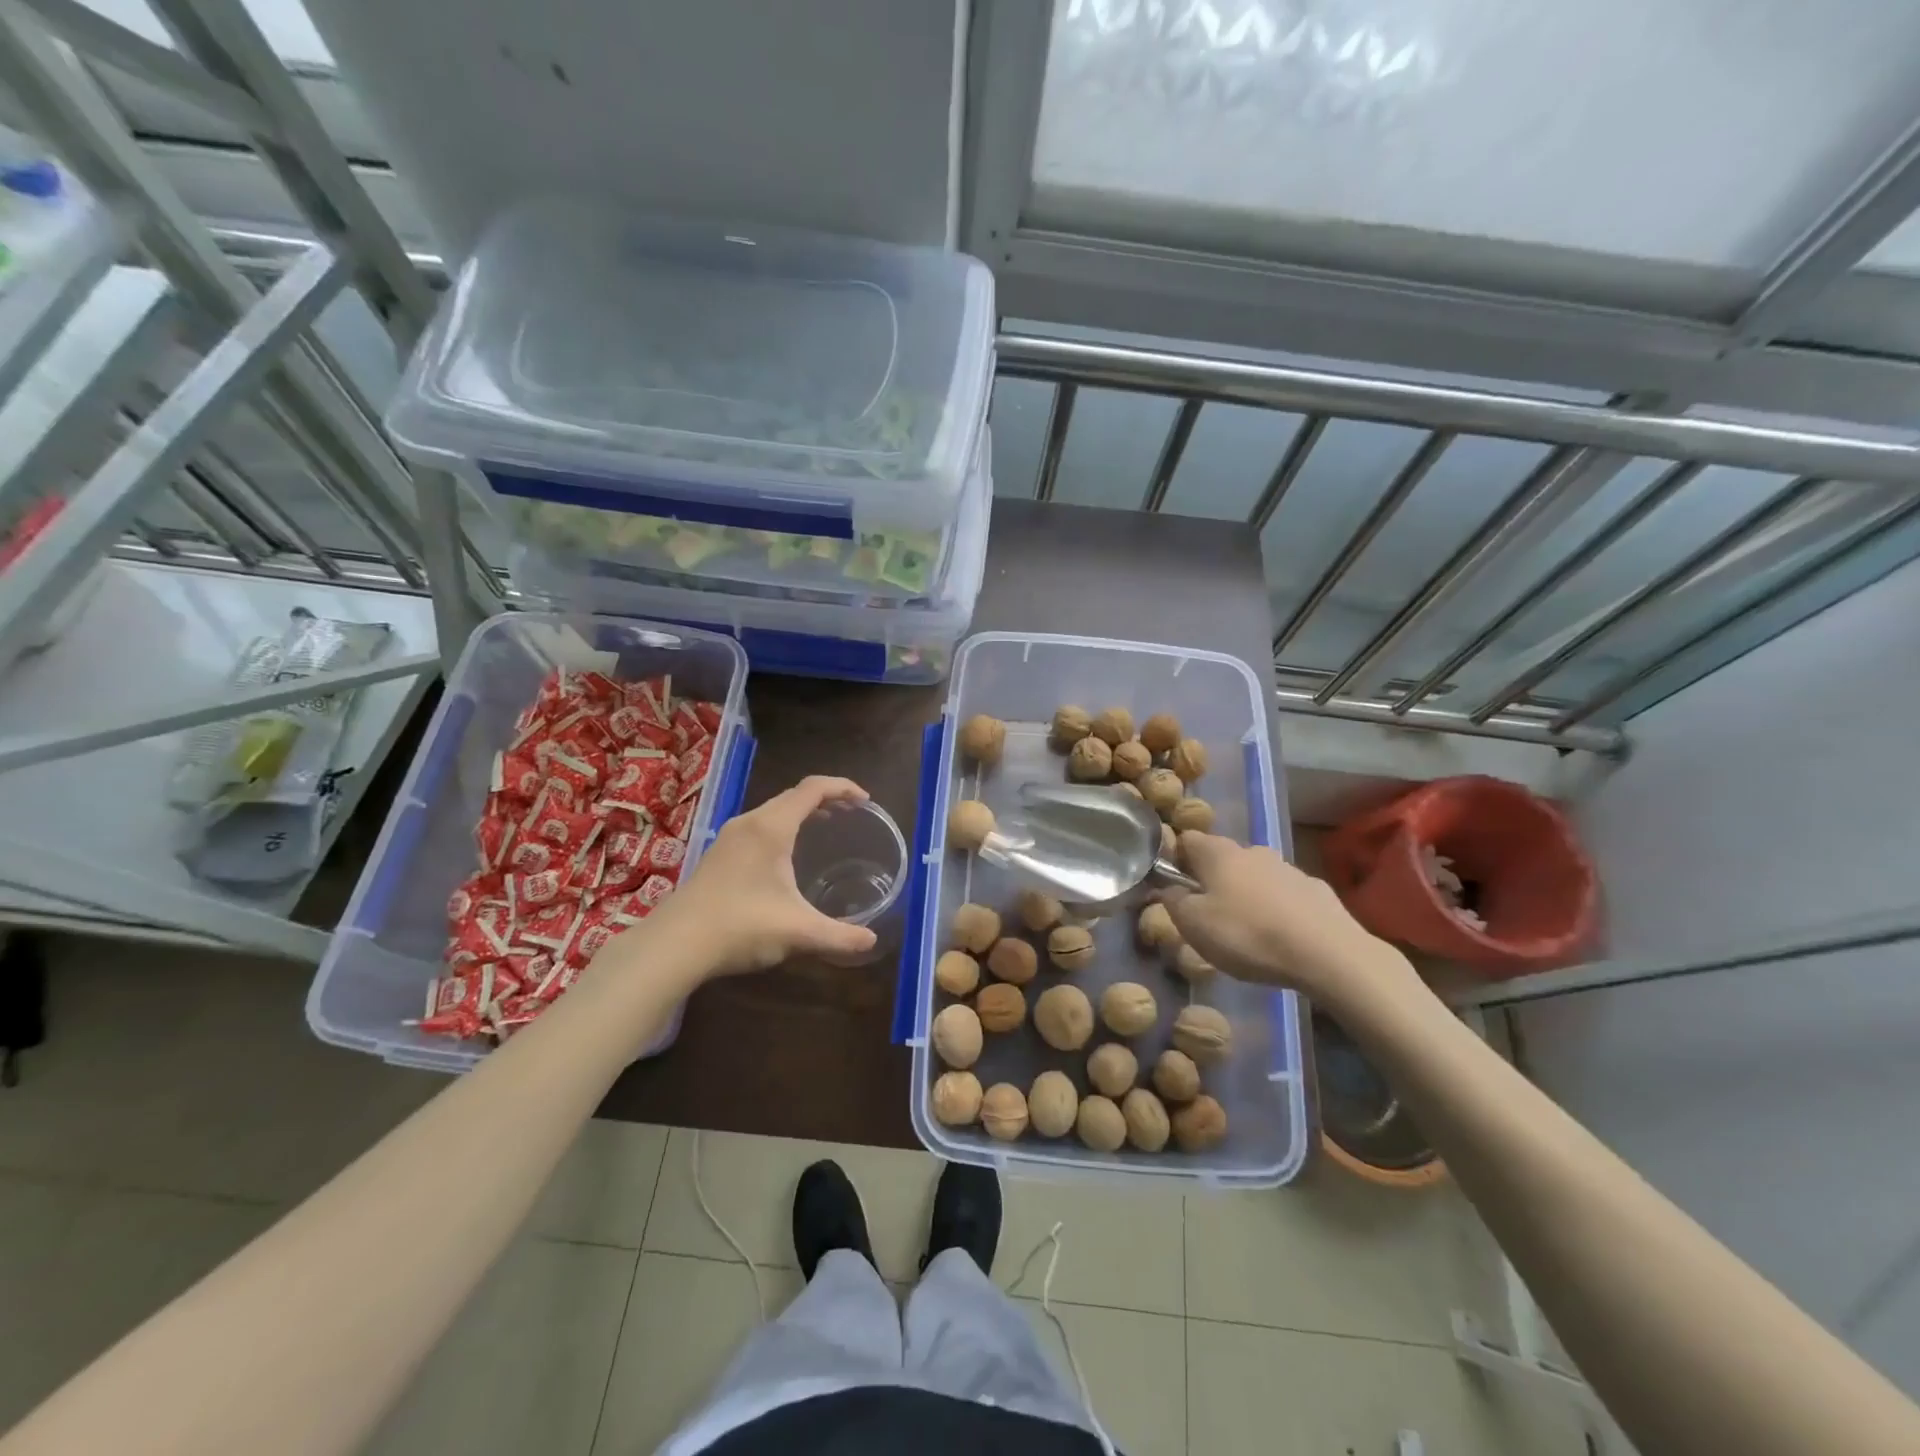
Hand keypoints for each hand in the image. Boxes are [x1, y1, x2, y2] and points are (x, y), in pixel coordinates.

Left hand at [639, 776, 880, 976]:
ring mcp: (729, 837)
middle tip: (851, 814)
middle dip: (825, 798)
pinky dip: (783, 827)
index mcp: (771, 827)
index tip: (866, 801)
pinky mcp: (718, 854)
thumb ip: (839, 936)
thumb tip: (871, 941)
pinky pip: (759, 825)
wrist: (674, 945)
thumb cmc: (740, 927)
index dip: (843, 787)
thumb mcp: (798, 932)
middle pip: (793, 795)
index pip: (813, 788)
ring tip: (824, 827)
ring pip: (773, 810)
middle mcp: (750, 822)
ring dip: (801, 812)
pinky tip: (786, 857)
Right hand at [1162, 832, 1426, 1015]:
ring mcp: (1288, 868)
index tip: (1173, 887)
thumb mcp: (1193, 925)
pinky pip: (1285, 896)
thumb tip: (1168, 889)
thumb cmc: (1247, 935)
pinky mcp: (1317, 891)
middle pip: (1222, 858)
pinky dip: (1277, 909)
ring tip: (1246, 931)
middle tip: (1207, 915)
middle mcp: (1252, 851)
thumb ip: (1173, 902)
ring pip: (1255, 876)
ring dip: (1246, 894)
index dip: (1175, 859)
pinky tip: (1281, 937)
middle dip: (1212, 880)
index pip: (1186, 839)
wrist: (1327, 954)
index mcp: (1218, 853)